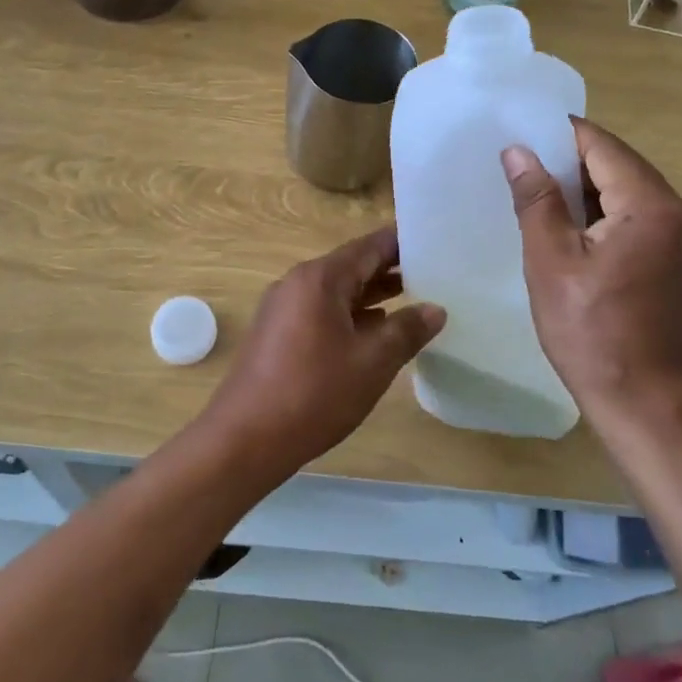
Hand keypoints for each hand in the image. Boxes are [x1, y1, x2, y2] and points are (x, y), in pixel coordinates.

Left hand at [203, 228, 444, 474]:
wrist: (245, 439)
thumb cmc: (313, 393)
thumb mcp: (372, 362)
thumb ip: (407, 330)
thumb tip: (435, 309)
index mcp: (320, 279)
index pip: (369, 246)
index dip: (402, 243)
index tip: (434, 243)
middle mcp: (298, 283)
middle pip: (352, 266)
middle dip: (391, 270)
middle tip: (434, 273)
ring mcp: (283, 308)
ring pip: (337, 291)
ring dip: (372, 294)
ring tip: (413, 299)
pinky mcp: (277, 333)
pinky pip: (321, 311)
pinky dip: (350, 314)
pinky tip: (374, 331)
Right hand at [501, 120, 681, 433]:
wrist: (651, 409)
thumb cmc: (593, 334)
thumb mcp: (552, 262)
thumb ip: (537, 200)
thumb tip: (518, 152)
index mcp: (653, 207)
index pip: (603, 147)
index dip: (560, 136)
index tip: (521, 136)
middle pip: (622, 167)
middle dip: (572, 164)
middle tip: (523, 170)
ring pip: (633, 194)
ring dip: (589, 192)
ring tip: (541, 199)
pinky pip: (644, 221)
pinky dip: (609, 217)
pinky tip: (575, 233)